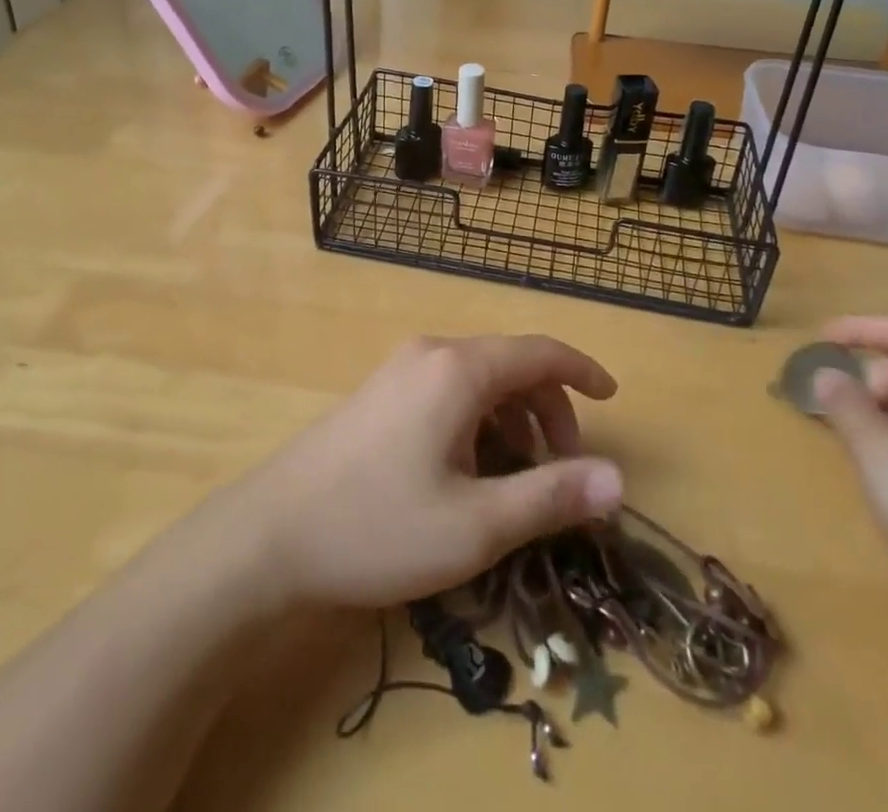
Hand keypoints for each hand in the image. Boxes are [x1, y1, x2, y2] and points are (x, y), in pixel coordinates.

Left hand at [233, 334, 623, 610]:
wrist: (269, 536)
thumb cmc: (378, 527)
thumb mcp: (477, 525)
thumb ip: (551, 496)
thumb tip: (618, 480)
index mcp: (459, 369)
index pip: (540, 351)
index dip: (583, 371)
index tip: (613, 398)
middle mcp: (432, 353)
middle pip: (511, 365)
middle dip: (548, 411)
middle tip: (561, 472)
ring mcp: (400, 370)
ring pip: (479, 380)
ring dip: (512, 420)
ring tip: (514, 481)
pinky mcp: (380, 393)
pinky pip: (448, 391)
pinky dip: (478, 421)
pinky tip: (467, 472)